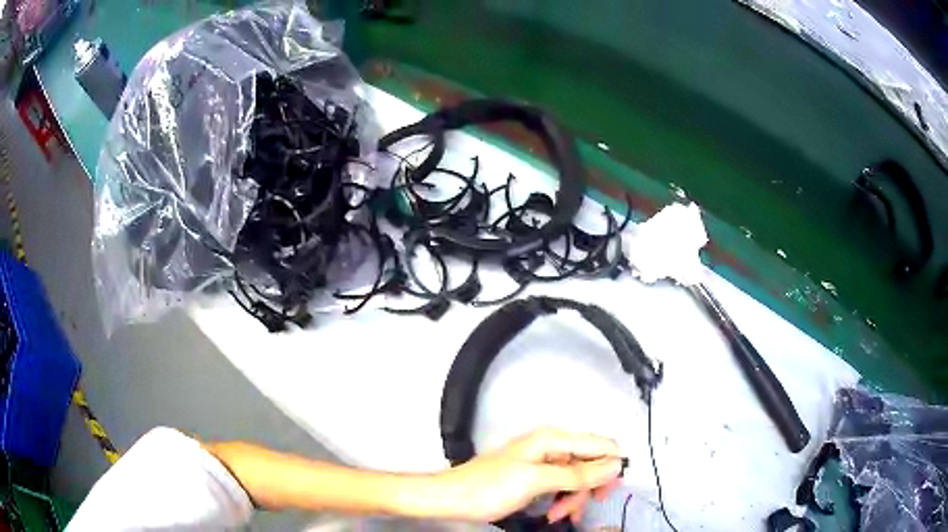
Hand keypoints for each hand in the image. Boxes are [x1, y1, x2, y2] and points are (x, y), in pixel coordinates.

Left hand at [435, 428, 622, 524]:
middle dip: (589, 487)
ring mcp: (542, 461)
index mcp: (552, 439)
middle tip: (581, 509)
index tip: (605, 493)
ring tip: (558, 515)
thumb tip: (616, 464)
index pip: (600, 444)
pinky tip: (555, 513)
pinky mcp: (535, 477)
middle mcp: (551, 445)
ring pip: (577, 477)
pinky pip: (561, 485)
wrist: (450, 498)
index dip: (610, 467)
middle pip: (590, 462)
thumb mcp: (536, 481)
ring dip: (573, 498)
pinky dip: (562, 500)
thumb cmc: (489, 488)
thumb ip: (577, 473)